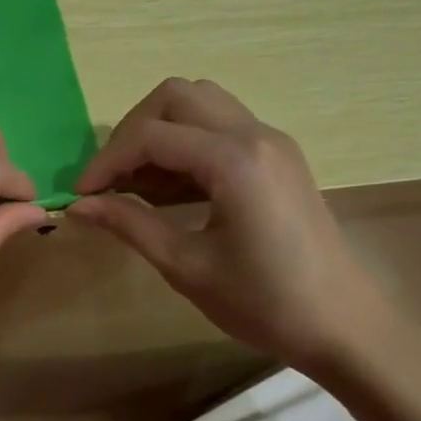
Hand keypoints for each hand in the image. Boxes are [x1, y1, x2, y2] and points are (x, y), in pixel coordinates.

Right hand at [68, 78, 406, 372]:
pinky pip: (221, 125)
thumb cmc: (263, 303)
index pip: (151, 136)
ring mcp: (272, 141)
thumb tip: (77, 206)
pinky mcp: (278, 156)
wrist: (343, 325)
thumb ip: (130, 224)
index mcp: (234, 160)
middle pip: (176, 96)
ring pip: (201, 102)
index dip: (106, 161)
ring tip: (138, 182)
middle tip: (111, 179)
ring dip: (160, 131)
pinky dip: (187, 141)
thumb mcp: (187, 267)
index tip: (81, 195)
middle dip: (132, 131)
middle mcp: (255, 134)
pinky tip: (172, 187)